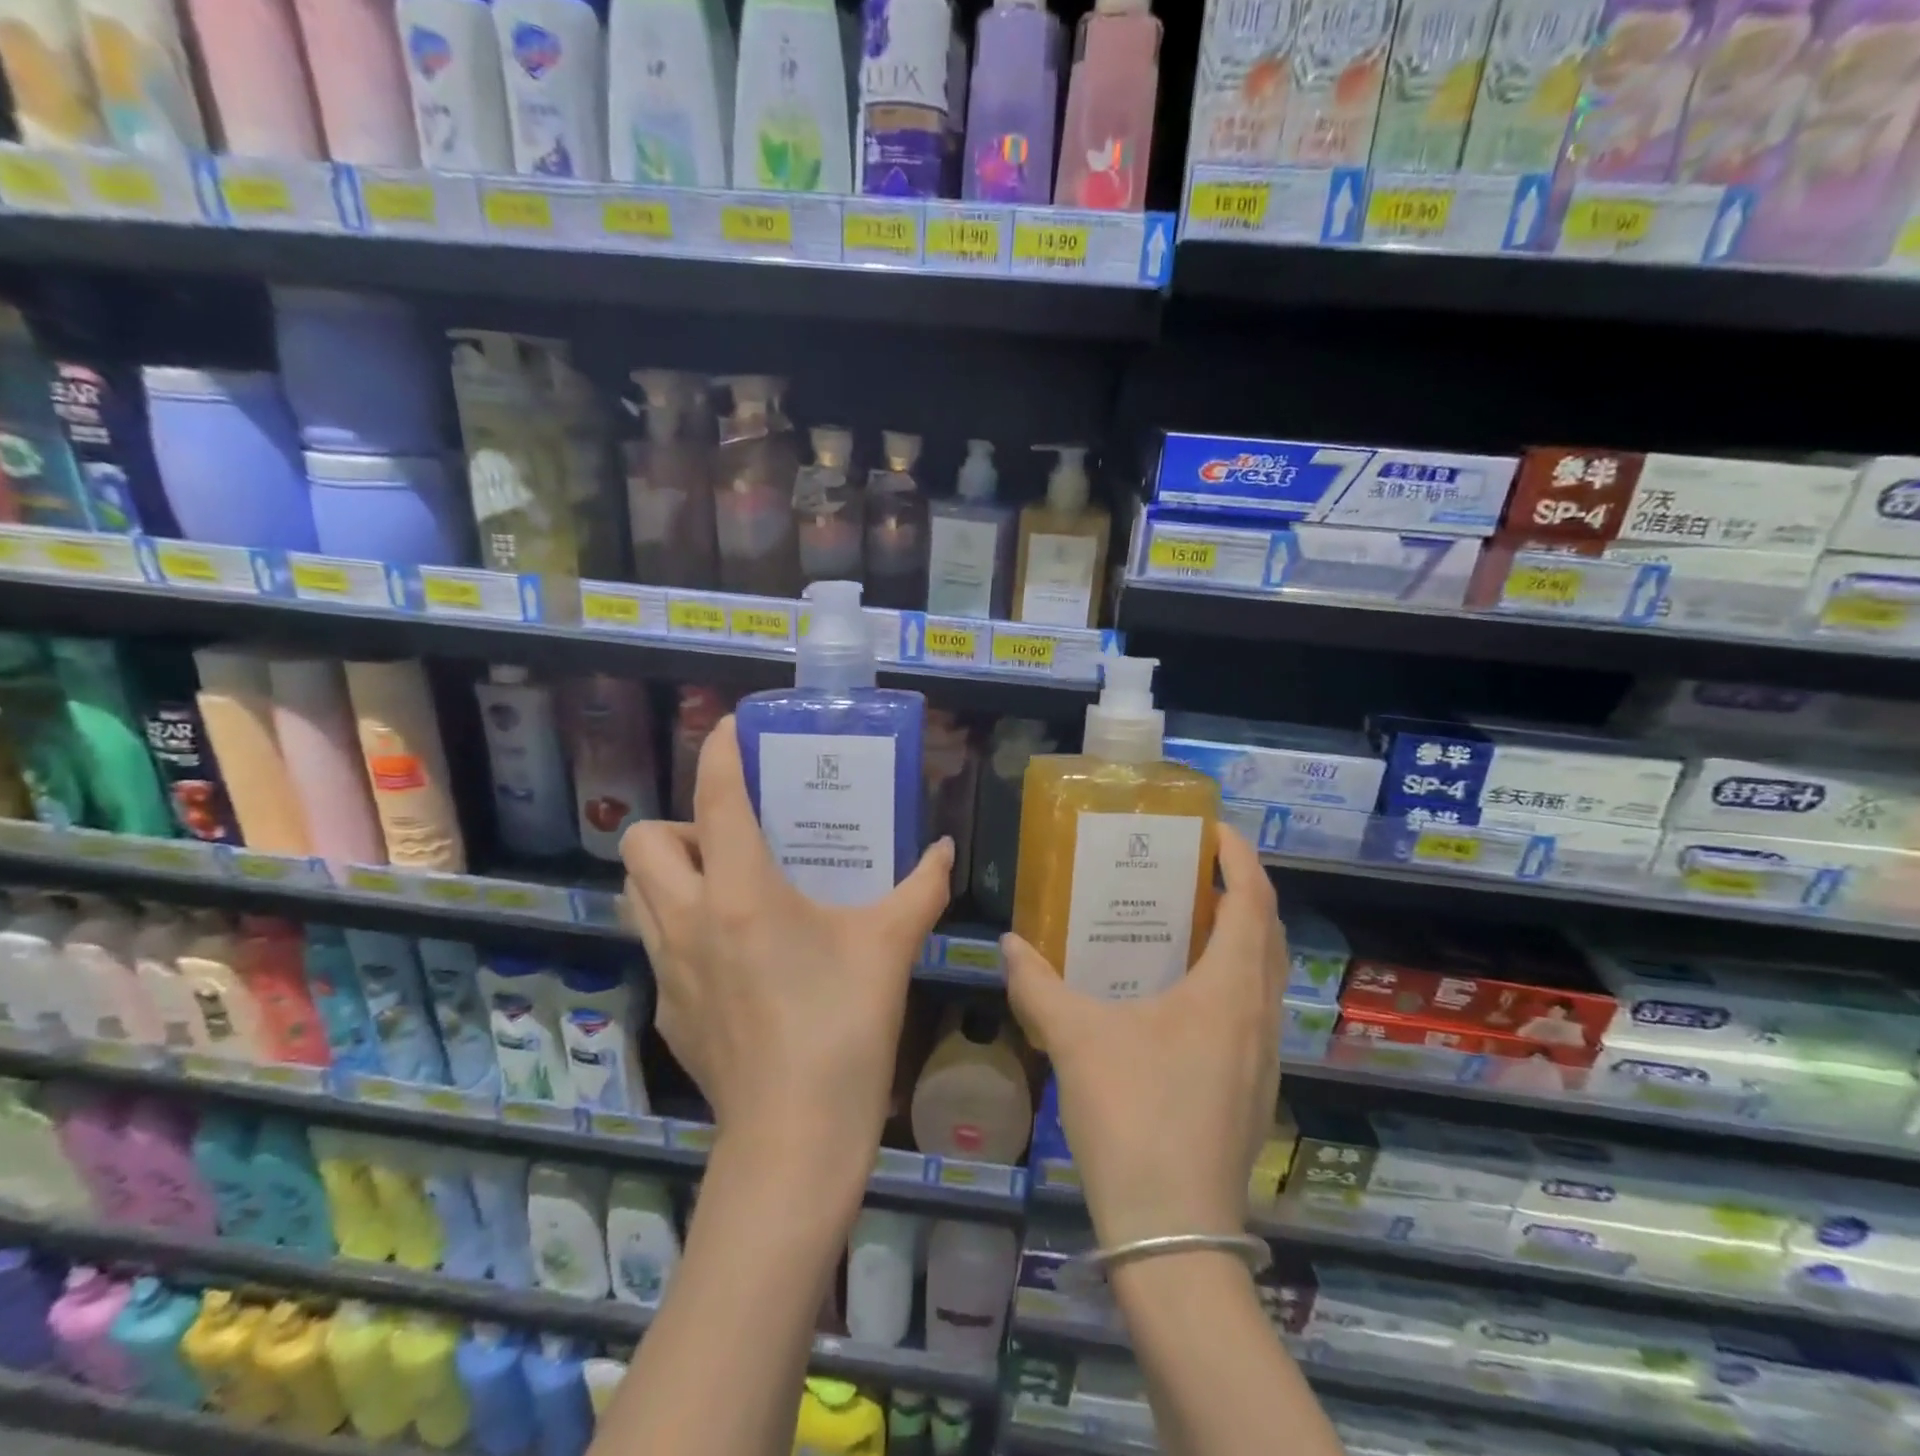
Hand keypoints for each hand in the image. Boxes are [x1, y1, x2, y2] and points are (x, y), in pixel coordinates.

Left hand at [620, 717, 953, 1169]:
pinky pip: (657, 943)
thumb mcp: (890, 947)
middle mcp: (689, 920)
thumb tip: (944, 850)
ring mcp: (668, 969)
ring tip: (727, 885)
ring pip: (636, 893)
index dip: (718, 751)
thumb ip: (921, 889)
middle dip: (682, 823)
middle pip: (644, 841)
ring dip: (671, 873)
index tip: (729, 727)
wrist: (794, 1138)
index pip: (715, 799)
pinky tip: (736, 953)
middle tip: (736, 839)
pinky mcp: (668, 1010)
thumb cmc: (843, 1027)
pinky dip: (682, 926)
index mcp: (741, 892)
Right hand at [1002, 824, 1283, 1248]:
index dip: (1239, 858)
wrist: (1174, 1236)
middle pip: (1268, 934)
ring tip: (1186, 922)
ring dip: (1239, 938)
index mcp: (1230, 990)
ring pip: (1265, 976)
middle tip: (1193, 871)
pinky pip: (1252, 1010)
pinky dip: (1230, 979)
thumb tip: (1008, 943)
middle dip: (1240, 892)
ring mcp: (1263, 1058)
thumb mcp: (1076, 1040)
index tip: (1212, 830)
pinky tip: (1180, 996)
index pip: (1253, 902)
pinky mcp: (1253, 1090)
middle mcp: (1260, 1016)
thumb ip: (1037, 985)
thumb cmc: (1133, 1118)